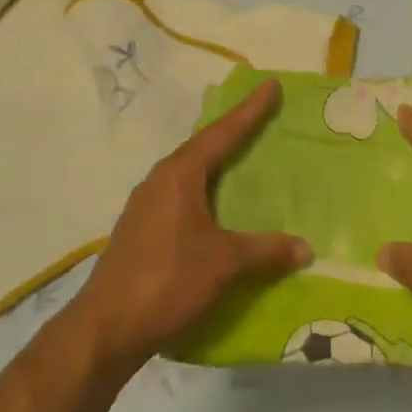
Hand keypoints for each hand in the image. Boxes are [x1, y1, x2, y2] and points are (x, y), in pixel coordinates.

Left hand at [69, 79, 309, 369]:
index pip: (222, 133)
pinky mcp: (141, 230)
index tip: (270, 85)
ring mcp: (146, 206)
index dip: (249, 110)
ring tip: (242, 160)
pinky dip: (205, 193)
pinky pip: (181, 197)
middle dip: (232, 132)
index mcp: (180, 175)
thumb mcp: (223, 263)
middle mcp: (160, 181)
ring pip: (190, 174)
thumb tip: (306, 247)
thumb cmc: (167, 280)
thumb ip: (264, 251)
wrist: (106, 326)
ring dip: (216, 165)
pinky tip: (216, 210)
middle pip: (203, 147)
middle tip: (261, 118)